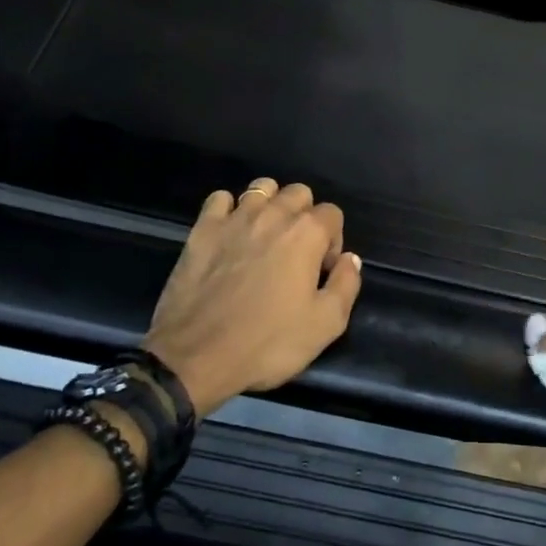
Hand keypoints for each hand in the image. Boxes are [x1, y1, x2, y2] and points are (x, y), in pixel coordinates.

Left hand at [141, 178, 363, 416]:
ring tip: (265, 236)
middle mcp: (273, 214)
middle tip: (296, 253)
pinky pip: (220, 199)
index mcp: (306, 233)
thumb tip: (350, 258)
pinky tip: (230, 233)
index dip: (332, 241)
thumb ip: (346, 285)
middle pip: (299, 193)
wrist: (195, 357)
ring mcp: (235, 218)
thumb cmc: (267, 343)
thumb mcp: (325, 325)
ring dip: (270, 205)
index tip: (321, 271)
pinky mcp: (203, 229)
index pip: (332, 213)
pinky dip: (229, 209)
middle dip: (304, 216)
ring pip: (262, 188)